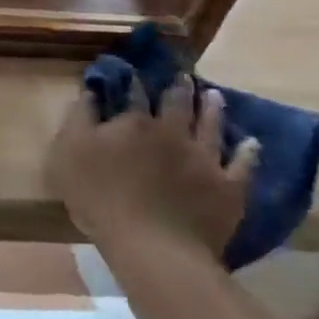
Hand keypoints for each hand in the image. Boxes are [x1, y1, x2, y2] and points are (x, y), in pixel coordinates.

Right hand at [47, 76, 257, 263]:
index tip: (135, 73)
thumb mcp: (67, 153)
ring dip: (213, 108)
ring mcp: (204, 159)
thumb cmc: (98, 196)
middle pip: (177, 104)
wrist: (152, 245)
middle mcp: (172, 132)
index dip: (133, 82)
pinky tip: (251, 143)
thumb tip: (90, 92)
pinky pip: (243, 165)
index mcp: (133, 123)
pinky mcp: (228, 187)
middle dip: (179, 88)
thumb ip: (78, 119)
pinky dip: (248, 152)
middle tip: (184, 77)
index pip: (133, 94)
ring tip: (215, 95)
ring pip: (212, 126)